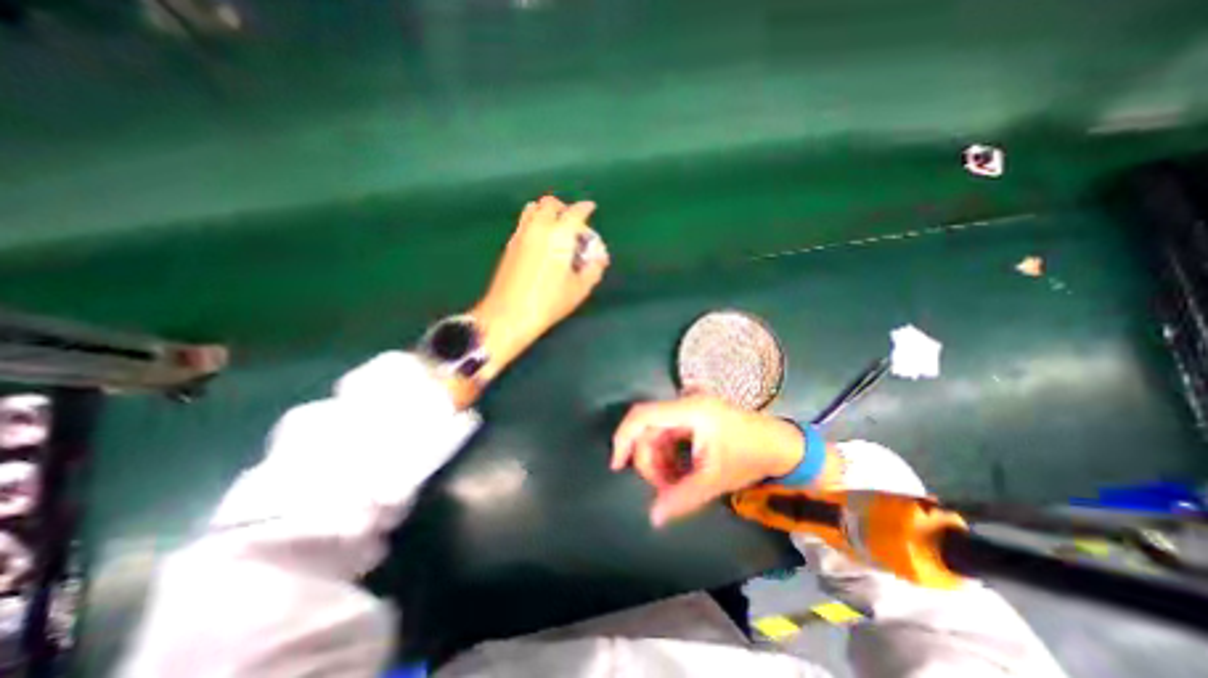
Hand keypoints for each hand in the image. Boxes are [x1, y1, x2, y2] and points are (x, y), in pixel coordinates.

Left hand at [470, 195, 609, 380]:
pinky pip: (524, 222)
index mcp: (559, 235)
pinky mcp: (510, 244)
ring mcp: (521, 234)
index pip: (575, 212)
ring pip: (533, 208)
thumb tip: (600, 258)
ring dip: (547, 212)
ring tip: (556, 229)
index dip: (585, 208)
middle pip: (550, 203)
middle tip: (574, 224)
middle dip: (565, 208)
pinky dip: (535, 222)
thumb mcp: (579, 289)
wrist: (509, 314)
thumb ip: (594, 269)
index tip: (591, 208)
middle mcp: (538, 227)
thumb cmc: (549, 302)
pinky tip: (542, 241)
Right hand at [615, 396, 810, 527]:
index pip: (643, 415)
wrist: (781, 445)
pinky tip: (679, 473)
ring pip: (657, 433)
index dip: (624, 438)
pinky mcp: (694, 417)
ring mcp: (689, 409)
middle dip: (649, 460)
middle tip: (663, 488)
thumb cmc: (750, 457)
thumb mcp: (715, 479)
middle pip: (648, 428)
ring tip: (674, 484)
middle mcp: (685, 404)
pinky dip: (668, 455)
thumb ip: (682, 497)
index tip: (617, 465)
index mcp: (689, 410)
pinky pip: (669, 435)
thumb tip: (653, 518)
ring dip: (659, 460)